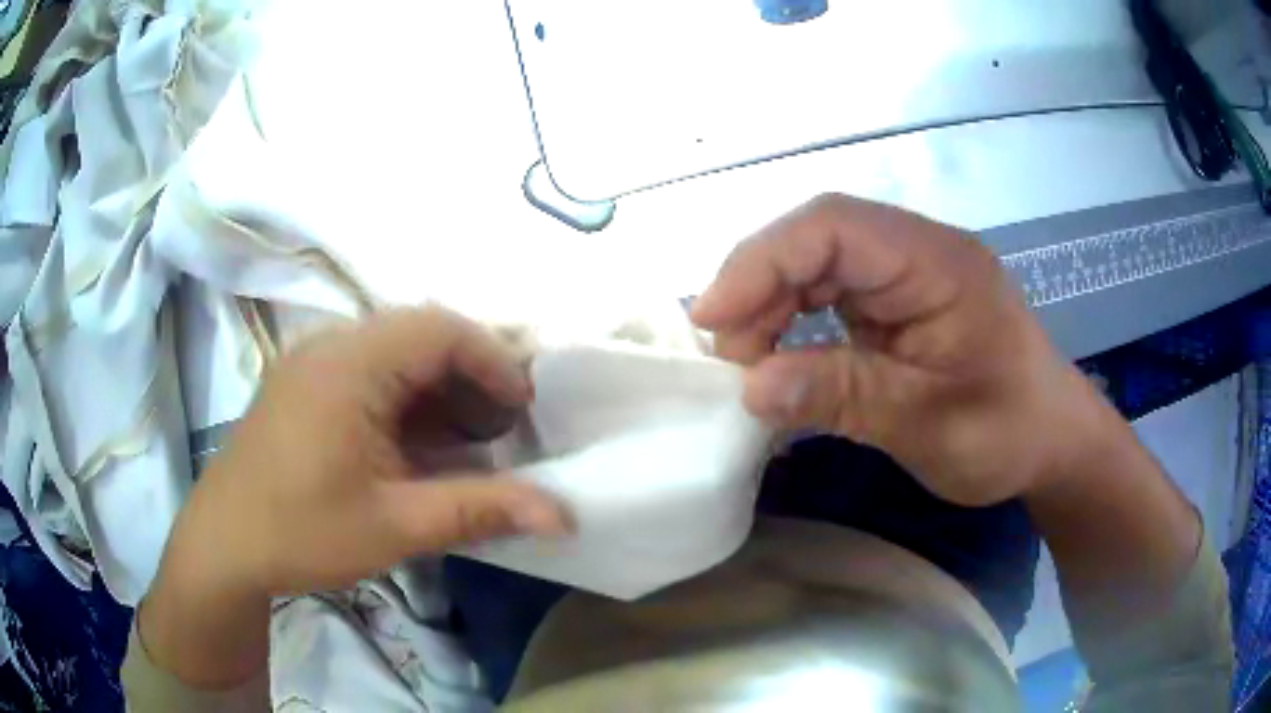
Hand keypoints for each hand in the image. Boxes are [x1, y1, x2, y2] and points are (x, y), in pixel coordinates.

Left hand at [169, 306, 571, 599]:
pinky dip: (407, 401)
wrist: (223, 547)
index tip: (525, 411)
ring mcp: (312, 363)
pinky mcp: (304, 386)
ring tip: (469, 441)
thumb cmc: (302, 532)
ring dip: (439, 389)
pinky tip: (419, 445)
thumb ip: (481, 510)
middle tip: (503, 430)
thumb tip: (564, 515)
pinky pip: (369, 373)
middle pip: (419, 334)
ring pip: (395, 353)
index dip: (493, 361)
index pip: (440, 329)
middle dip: (471, 376)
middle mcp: (330, 346)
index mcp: (349, 364)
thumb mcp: (397, 526)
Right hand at [692, 194, 1107, 505]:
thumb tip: (751, 388)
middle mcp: (918, 253)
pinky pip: (831, 295)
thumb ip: (844, 396)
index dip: (762, 261)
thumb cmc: (1007, 433)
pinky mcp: (898, 303)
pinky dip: (794, 323)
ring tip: (746, 363)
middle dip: (760, 289)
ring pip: (817, 264)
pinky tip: (780, 359)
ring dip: (772, 307)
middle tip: (729, 356)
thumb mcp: (928, 424)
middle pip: (817, 239)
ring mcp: (906, 276)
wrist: (1051, 443)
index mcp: (938, 263)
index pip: (833, 226)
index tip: (712, 319)